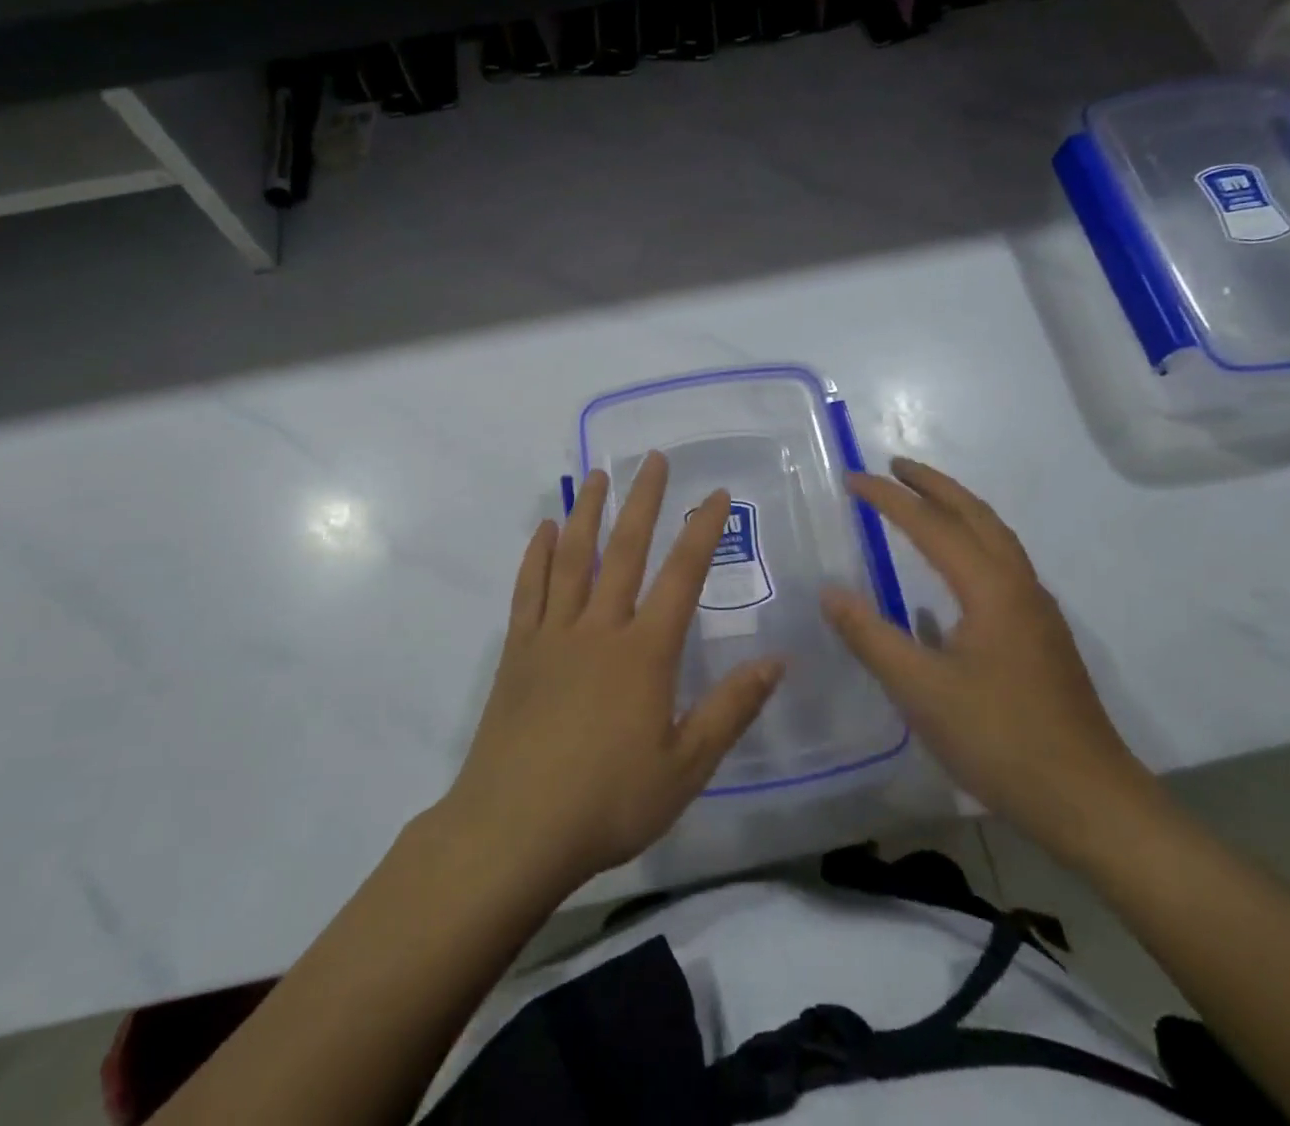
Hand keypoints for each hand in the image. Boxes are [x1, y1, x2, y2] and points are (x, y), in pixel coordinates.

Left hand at [441, 453, 782, 890]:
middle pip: (624, 551)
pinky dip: (537, 556)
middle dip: (642, 501)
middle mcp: (599, 629)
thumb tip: (776, 661)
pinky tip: (544, 531)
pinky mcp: (518, 651)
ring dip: (587, 513)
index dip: (701, 531)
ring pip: (573, 559)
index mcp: (644, 653)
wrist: (514, 830)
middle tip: (652, 459)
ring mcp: (553, 635)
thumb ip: (730, 710)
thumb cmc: (607, 802)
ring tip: (596, 475)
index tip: (716, 494)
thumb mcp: (685, 768)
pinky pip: (528, 590)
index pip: (681, 576)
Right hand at [821, 457, 1156, 867]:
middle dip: (934, 485)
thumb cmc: (999, 739)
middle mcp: (1019, 586)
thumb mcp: (920, 689)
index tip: (852, 478)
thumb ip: (870, 636)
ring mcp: (1036, 612)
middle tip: (894, 466)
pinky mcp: (1041, 637)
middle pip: (977, 515)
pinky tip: (950, 574)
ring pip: (996, 539)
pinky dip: (972, 544)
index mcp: (991, 589)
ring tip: (922, 502)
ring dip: (958, 510)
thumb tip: (829, 591)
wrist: (1089, 801)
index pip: (931, 525)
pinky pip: (1001, 567)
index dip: (889, 499)